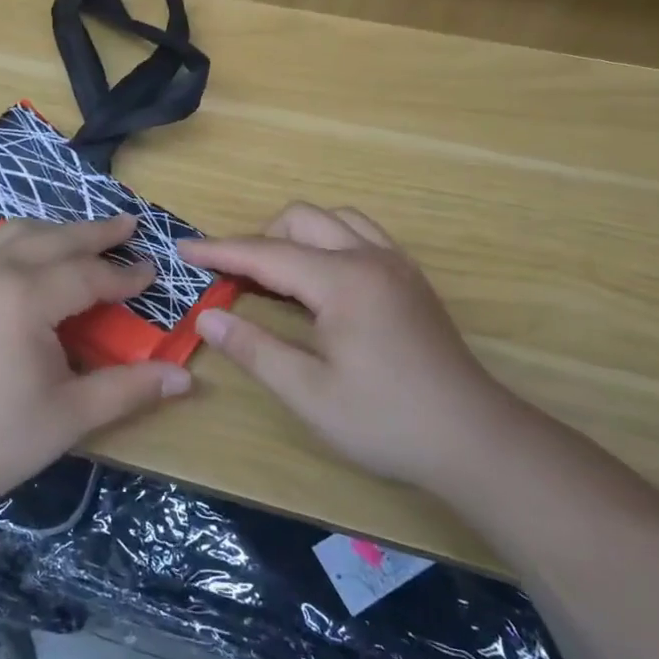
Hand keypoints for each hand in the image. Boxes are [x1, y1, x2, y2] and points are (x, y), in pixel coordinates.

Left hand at [0, 215, 192, 516]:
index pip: (87, 275)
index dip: (124, 275)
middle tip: (130, 226)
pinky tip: (35, 258)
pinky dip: (24, 241)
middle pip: (55, 238)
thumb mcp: (70, 415)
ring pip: (19, 233)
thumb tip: (185, 379)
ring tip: (87, 238)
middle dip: (96, 233)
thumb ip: (129, 388)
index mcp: (24, 297)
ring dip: (58, 231)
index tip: (153, 273)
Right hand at [181, 203, 510, 488]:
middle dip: (259, 239)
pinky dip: (329, 241)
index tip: (183, 248)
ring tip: (277, 275)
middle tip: (234, 279)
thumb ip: (255, 348)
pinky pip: (361, 234)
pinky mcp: (411, 278)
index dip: (221, 251)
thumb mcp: (309, 394)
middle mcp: (370, 257)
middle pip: (301, 220)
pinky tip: (322, 280)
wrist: (475, 439)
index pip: (267, 253)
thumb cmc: (386, 421)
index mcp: (342, 281)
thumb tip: (208, 316)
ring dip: (297, 235)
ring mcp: (396, 264)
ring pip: (335, 219)